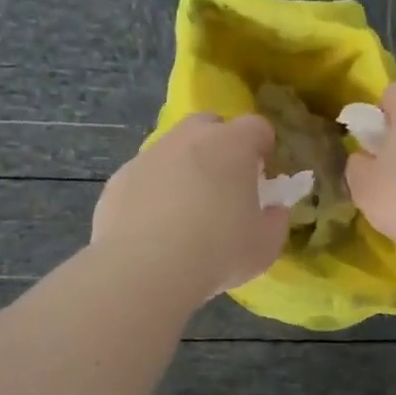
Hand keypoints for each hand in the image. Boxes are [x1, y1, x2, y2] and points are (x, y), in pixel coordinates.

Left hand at [93, 114, 290, 299]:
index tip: (263, 176)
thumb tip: (273, 210)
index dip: (263, 148)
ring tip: (186, 212)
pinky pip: (145, 176)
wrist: (144, 269)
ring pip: (173, 149)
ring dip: (184, 168)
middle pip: (210, 125)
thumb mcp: (265, 245)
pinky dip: (153, 192)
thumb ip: (275, 221)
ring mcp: (150, 155)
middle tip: (224, 185)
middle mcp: (190, 138)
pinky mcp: (119, 178)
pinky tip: (154, 228)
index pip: (257, 126)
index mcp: (232, 144)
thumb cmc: (218, 251)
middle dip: (220, 146)